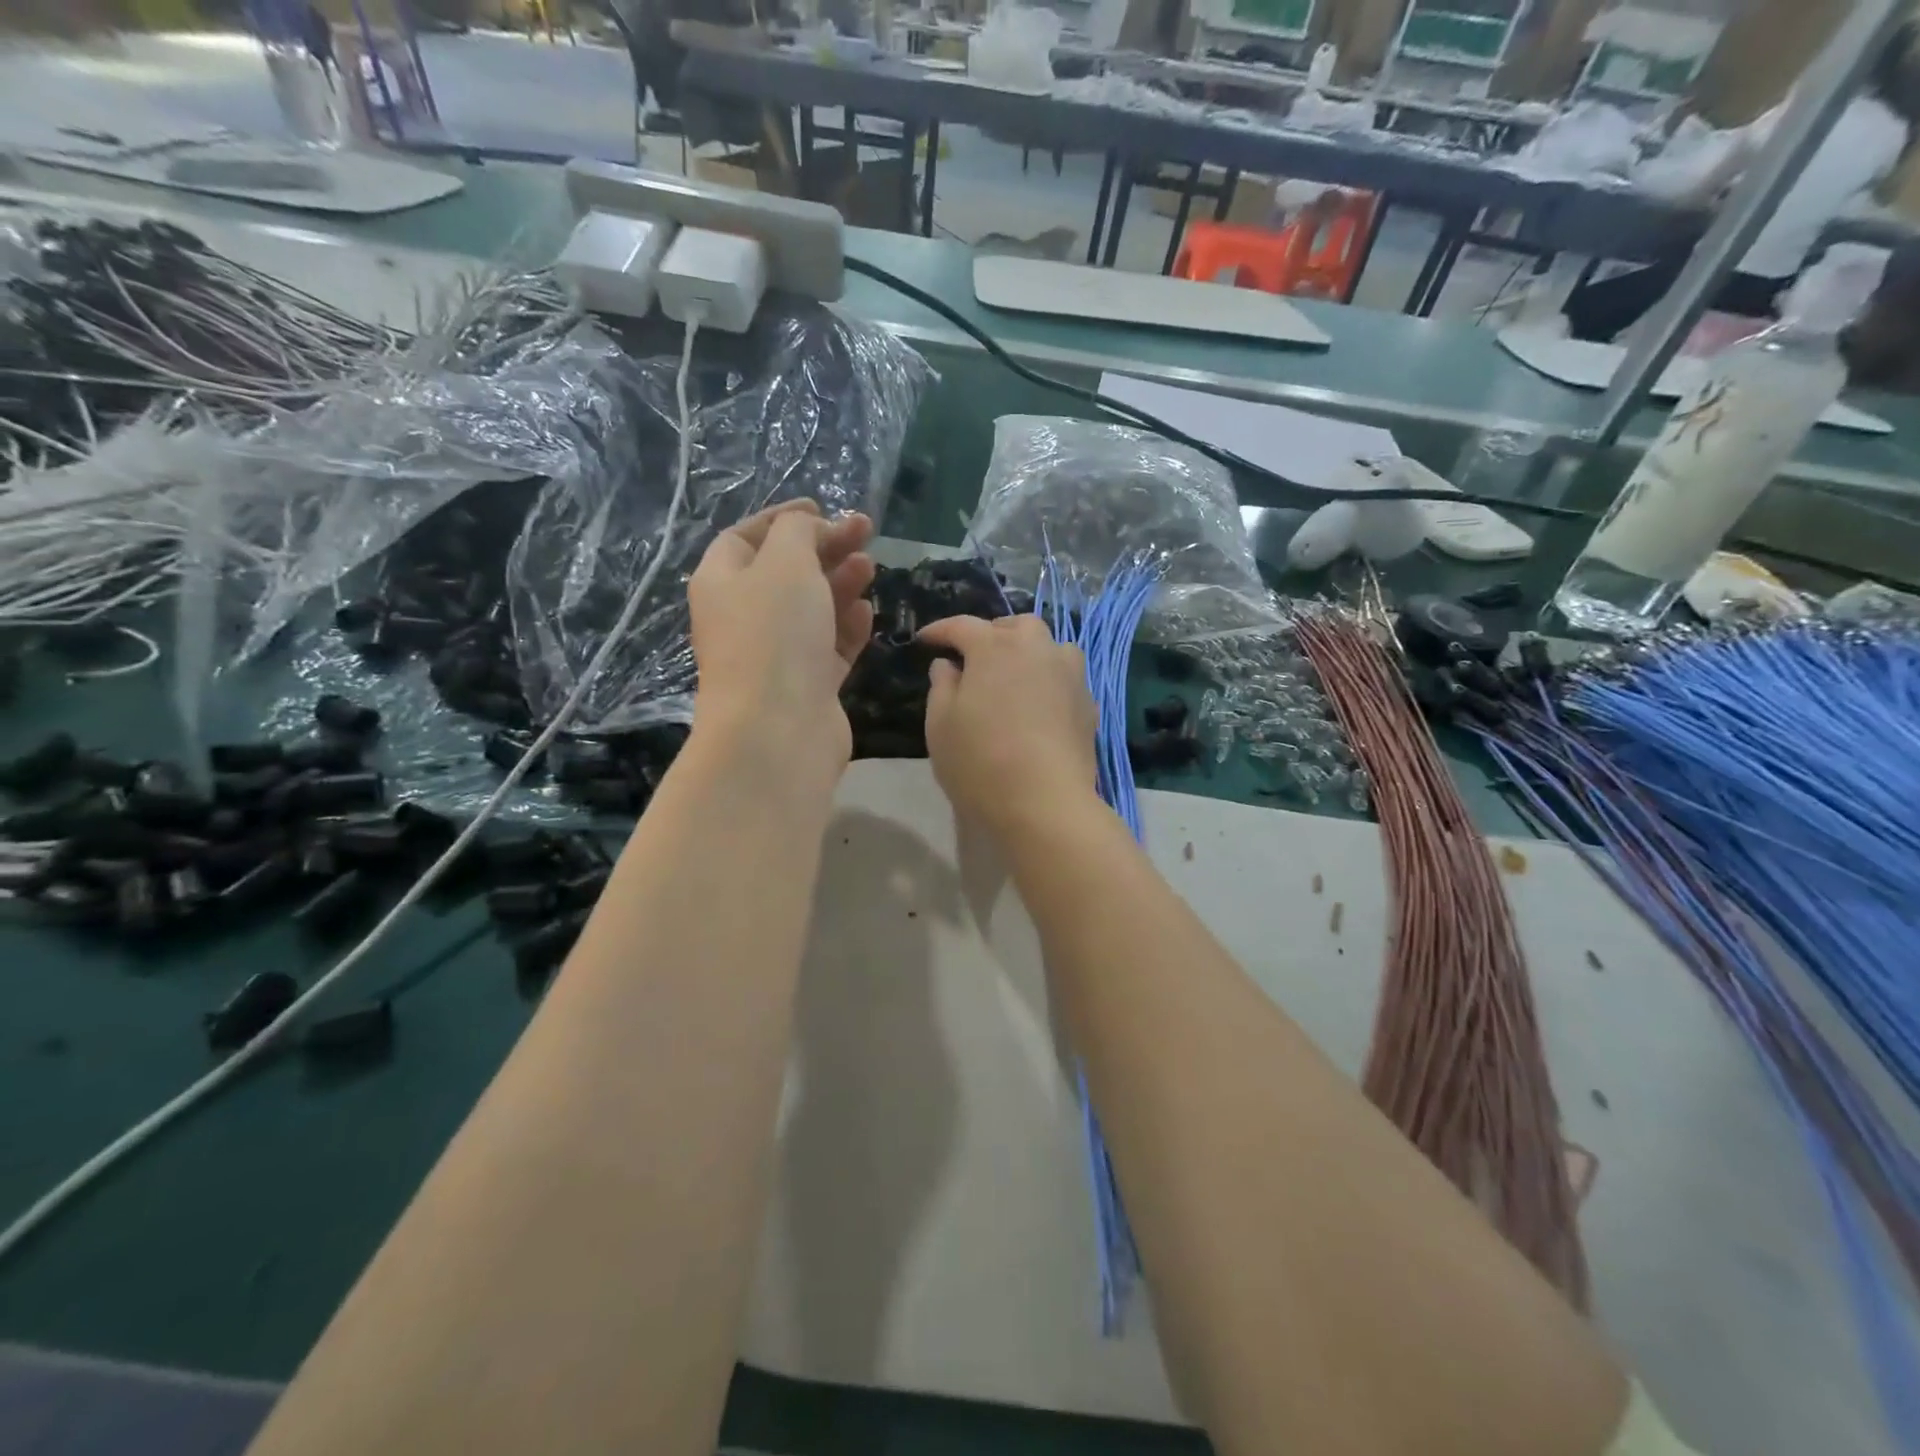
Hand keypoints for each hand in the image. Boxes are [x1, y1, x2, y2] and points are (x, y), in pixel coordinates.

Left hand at [688, 500, 874, 779]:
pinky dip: (846, 628)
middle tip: (864, 533)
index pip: (745, 537)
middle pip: (785, 571)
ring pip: (811, 610)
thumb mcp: (785, 563)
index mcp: (722, 582)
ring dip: (840, 584)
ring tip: (870, 569)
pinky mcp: (806, 686)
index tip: (822, 507)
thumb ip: (798, 532)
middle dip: (824, 548)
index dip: (782, 518)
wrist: (778, 730)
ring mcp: (776, 655)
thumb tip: (809, 528)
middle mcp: (744, 617)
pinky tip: (866, 613)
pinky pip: (828, 647)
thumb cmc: (774, 635)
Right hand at [918, 614, 1099, 837]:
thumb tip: (948, 665)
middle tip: (975, 656)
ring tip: (1014, 674)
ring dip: (1029, 650)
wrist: (1046, 802)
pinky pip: (1066, 676)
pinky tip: (1039, 703)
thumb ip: (942, 686)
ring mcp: (1069, 674)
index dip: (940, 630)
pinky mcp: (1088, 702)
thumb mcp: (941, 725)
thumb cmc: (980, 761)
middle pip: (1016, 625)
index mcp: (995, 648)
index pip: (963, 626)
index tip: (925, 640)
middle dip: (993, 633)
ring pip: (1050, 645)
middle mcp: (1036, 649)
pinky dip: (1049, 679)